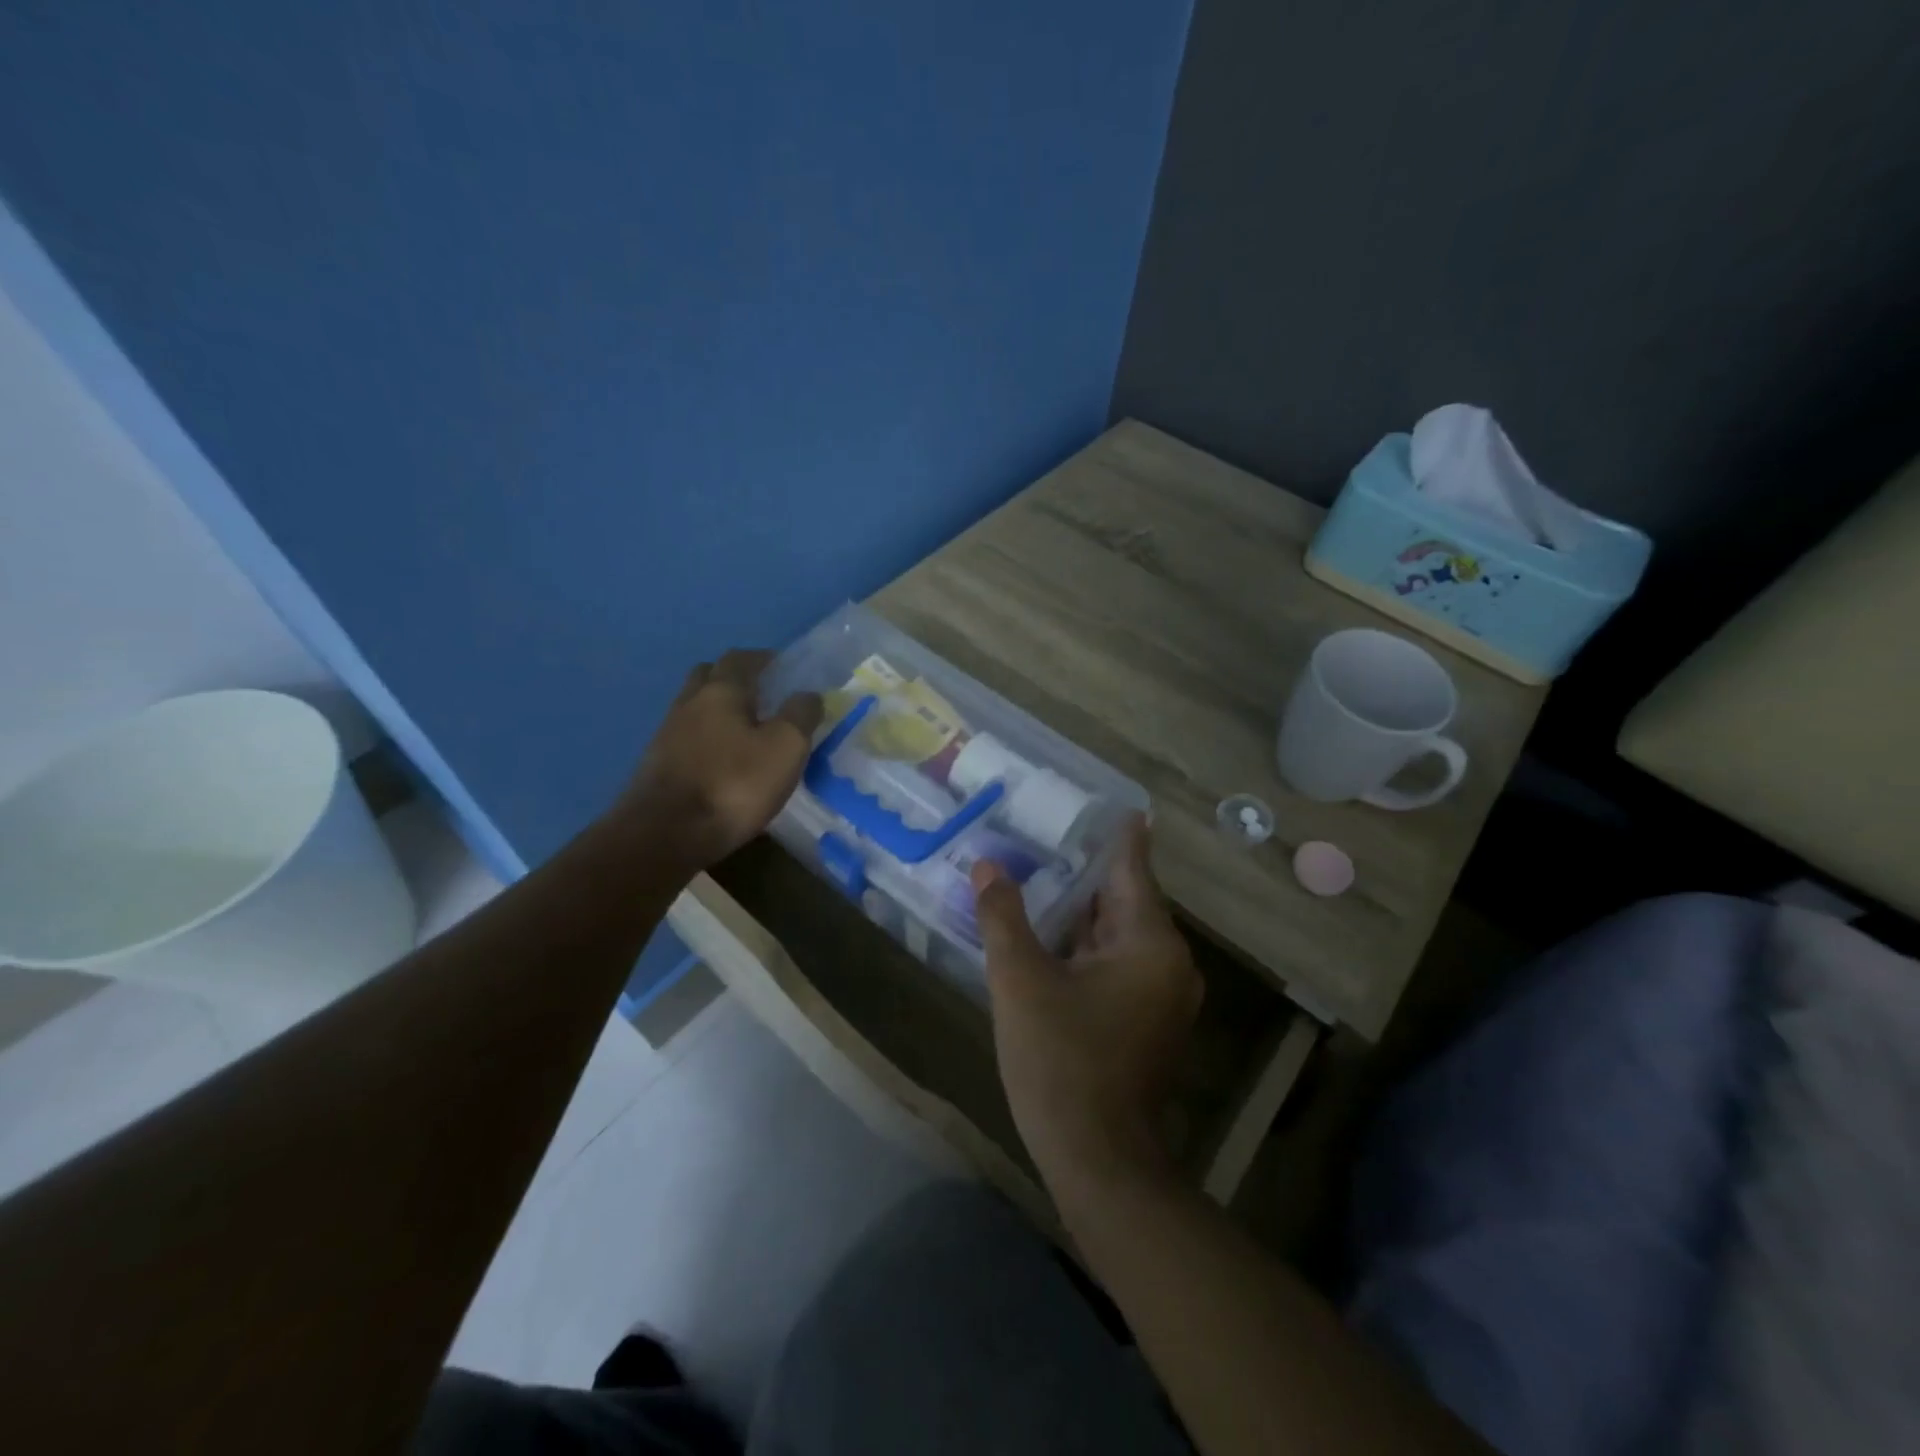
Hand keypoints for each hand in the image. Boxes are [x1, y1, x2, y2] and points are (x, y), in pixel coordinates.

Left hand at [616, 649, 822, 873]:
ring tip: (746, 733)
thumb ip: (800, 715)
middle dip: (735, 679)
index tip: (785, 670)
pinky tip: (722, 763)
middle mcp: (689, 703)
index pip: (742, 658)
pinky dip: (707, 741)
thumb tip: (809, 694)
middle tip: (763, 697)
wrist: (664, 835)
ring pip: (696, 708)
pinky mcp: (657, 765)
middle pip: (710, 676)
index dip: (765, 659)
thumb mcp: (785, 748)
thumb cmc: (733, 785)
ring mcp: (667, 734)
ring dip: (719, 712)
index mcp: (721, 690)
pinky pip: (687, 738)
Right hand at [971, 816, 1201, 1199]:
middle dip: (1086, 872)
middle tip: (1049, 835)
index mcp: (1149, 943)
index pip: (1132, 868)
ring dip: (1083, 911)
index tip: (1112, 802)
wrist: (1099, 1161)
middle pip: (1124, 900)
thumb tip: (987, 866)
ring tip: (1042, 876)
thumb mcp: (1020, 981)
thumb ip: (1004, 917)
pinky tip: (1051, 935)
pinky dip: (1087, 945)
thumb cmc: (1062, 1062)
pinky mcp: (1148, 1021)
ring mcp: (1162, 995)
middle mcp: (1168, 962)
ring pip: (1119, 934)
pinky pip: (1118, 963)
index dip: (1119, 834)